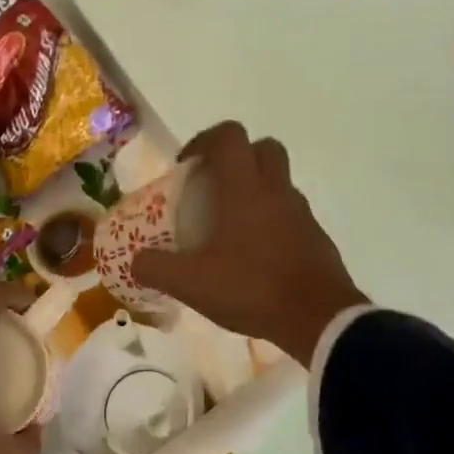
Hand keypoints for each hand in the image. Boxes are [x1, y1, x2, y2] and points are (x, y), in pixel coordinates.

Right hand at [132, 121, 366, 364]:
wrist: (318, 318)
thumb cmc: (251, 289)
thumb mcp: (191, 284)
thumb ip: (156, 268)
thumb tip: (136, 261)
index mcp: (244, 189)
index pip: (229, 136)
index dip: (204, 141)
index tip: (187, 166)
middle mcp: (276, 190)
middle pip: (261, 148)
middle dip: (235, 159)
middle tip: (211, 188)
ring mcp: (301, 212)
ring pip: (278, 182)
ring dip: (254, 191)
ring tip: (228, 227)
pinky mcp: (315, 236)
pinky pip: (289, 214)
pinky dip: (270, 221)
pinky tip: (253, 256)